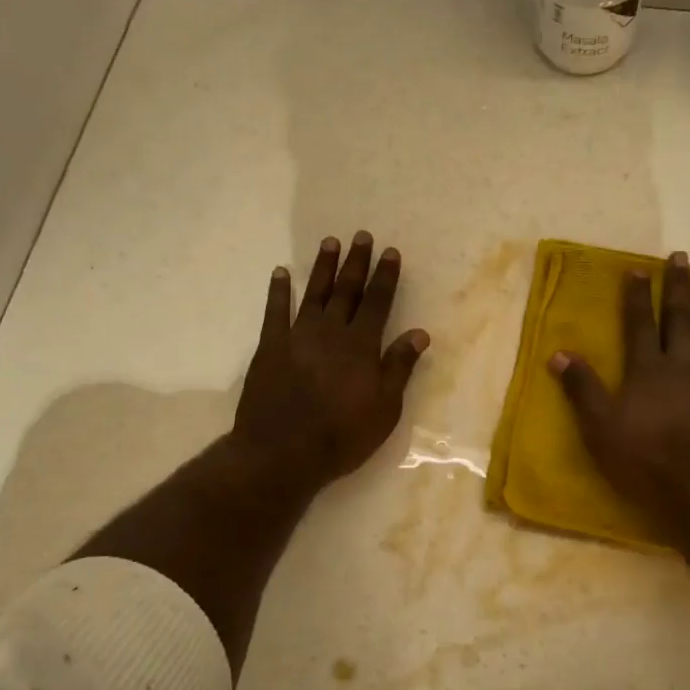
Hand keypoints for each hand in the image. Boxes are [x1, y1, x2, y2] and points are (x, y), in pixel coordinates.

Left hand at [233, 232, 429, 493]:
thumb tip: (420, 332)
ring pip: (313, 293)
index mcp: (361, 346)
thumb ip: (399, 367)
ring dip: (322, 267)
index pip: (377, 302)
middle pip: (346, 290)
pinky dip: (278, 290)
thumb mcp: (384, 409)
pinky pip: (274, 311)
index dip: (385, 276)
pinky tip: (280, 272)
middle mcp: (330, 332)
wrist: (281, 453)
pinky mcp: (269, 347)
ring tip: (330, 242)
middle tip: (361, 236)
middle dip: (356, 262)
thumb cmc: (341, 436)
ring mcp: (297, 336)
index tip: (390, 252)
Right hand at [549, 251, 689, 520]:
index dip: (636, 296)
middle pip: (677, 318)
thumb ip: (581, 387)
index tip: (638, 269)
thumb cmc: (645, 458)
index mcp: (646, 369)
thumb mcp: (600, 426)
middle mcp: (681, 362)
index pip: (638, 324)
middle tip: (680, 256)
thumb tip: (558, 352)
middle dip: (676, 286)